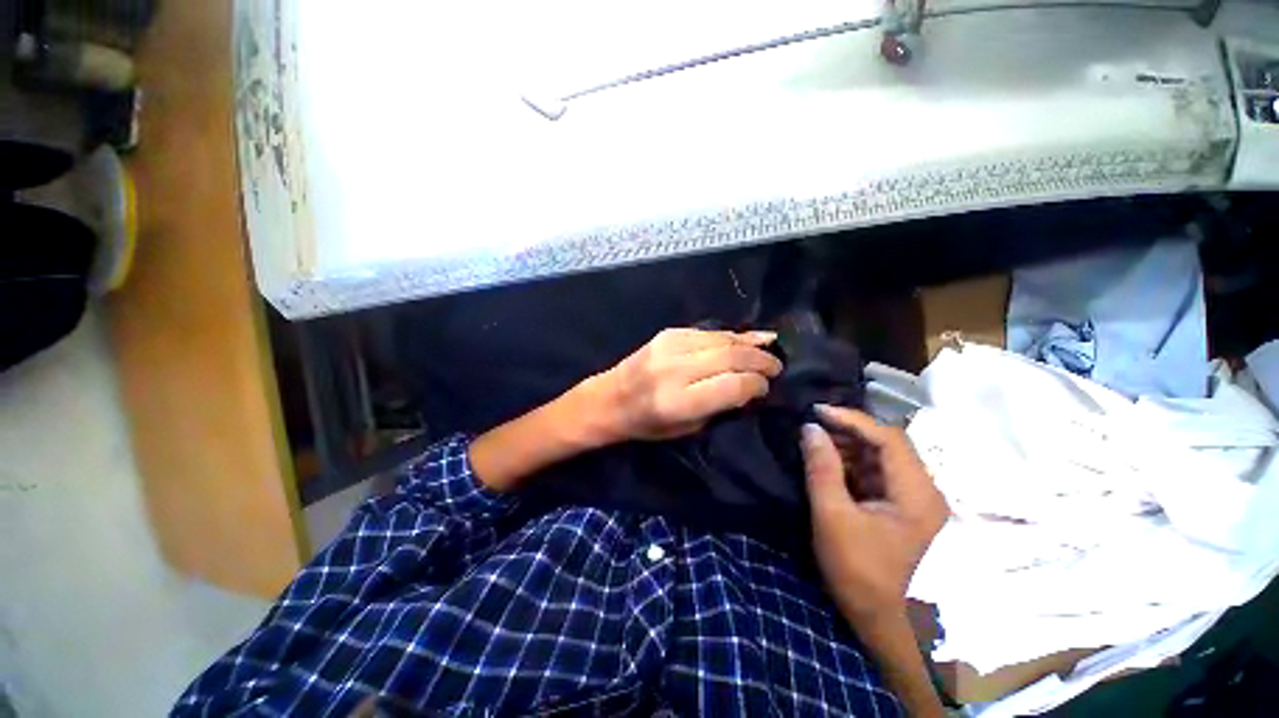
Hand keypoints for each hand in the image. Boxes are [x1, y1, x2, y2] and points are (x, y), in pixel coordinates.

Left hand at [582, 328, 782, 442]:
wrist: (611, 399)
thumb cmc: (647, 424)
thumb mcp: (687, 428)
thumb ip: (720, 406)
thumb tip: (751, 386)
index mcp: (678, 401)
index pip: (733, 385)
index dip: (756, 385)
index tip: (766, 388)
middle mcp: (675, 369)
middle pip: (731, 356)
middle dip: (761, 360)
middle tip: (777, 366)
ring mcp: (670, 346)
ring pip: (722, 339)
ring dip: (750, 343)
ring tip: (769, 348)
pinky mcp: (667, 333)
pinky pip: (708, 332)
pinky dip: (730, 335)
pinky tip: (745, 338)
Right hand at [802, 406, 948, 622]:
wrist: (887, 626)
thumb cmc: (862, 573)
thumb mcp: (833, 518)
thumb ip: (821, 469)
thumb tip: (809, 428)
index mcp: (917, 493)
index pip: (888, 438)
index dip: (852, 418)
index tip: (817, 410)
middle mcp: (923, 491)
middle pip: (888, 445)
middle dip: (848, 431)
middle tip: (812, 425)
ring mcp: (914, 501)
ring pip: (881, 459)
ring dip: (848, 447)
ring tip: (815, 441)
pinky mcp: (901, 511)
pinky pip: (877, 475)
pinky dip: (852, 465)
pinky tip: (828, 463)